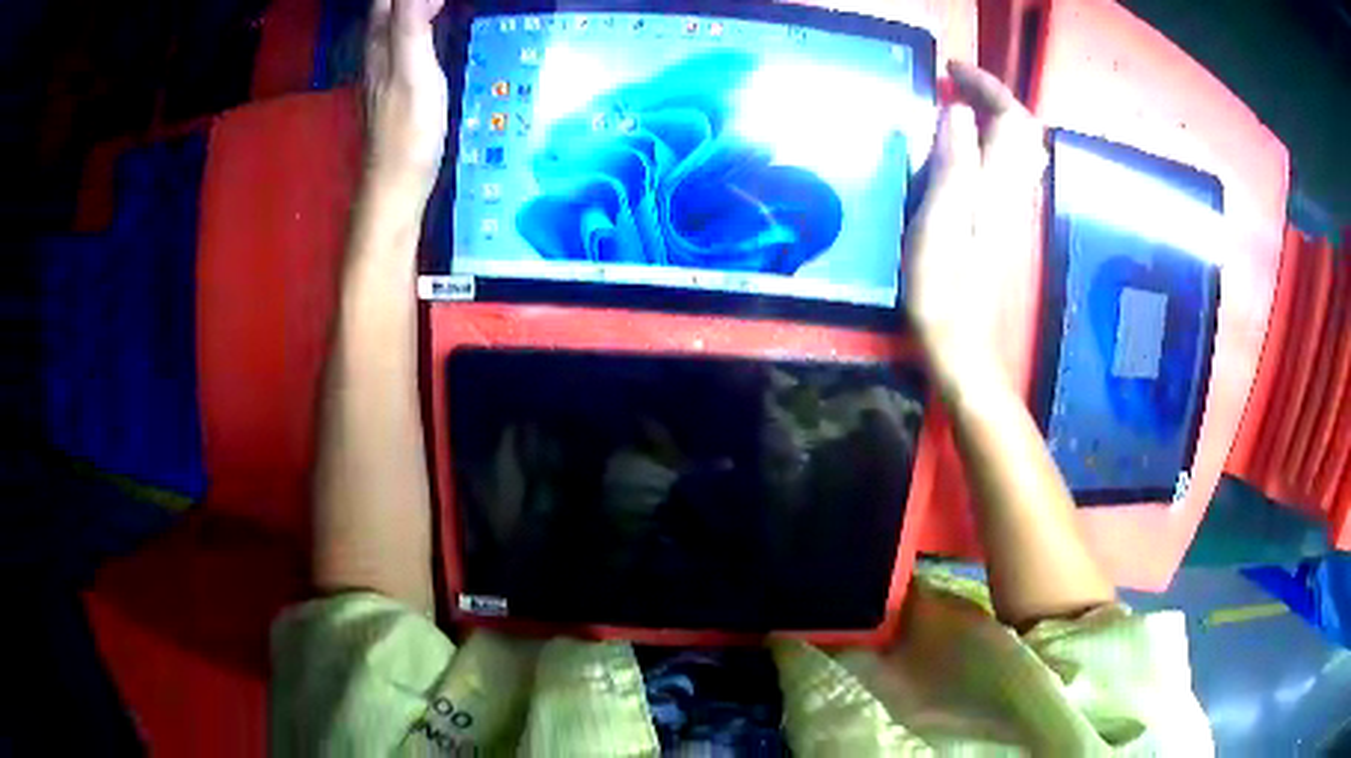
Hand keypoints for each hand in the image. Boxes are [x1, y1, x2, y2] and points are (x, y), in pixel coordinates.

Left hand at [363, 0, 448, 202]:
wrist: (397, 184)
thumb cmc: (408, 130)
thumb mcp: (413, 71)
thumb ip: (410, 25)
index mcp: (381, 43)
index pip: (387, 0)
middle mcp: (378, 53)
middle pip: (389, 9)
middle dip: (412, 1)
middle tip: (443, 1)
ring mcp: (385, 71)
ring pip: (396, 25)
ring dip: (416, 9)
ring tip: (441, 4)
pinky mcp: (396, 88)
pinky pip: (405, 43)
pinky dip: (420, 28)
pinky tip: (434, 31)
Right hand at [903, 62, 1046, 384]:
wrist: (964, 348)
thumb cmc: (945, 290)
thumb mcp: (941, 221)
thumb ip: (953, 162)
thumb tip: (957, 111)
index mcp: (998, 185)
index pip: (1010, 118)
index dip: (985, 85)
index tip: (950, 68)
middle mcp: (1013, 192)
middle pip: (1022, 131)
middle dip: (993, 96)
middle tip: (955, 83)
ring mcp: (1010, 211)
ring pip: (1017, 150)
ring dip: (993, 118)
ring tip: (958, 106)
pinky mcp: (1000, 226)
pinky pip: (1006, 169)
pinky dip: (988, 144)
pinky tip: (962, 149)